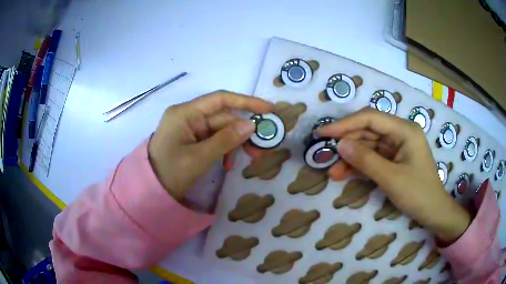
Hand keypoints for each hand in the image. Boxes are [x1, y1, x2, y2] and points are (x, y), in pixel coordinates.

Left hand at [148, 90, 273, 200]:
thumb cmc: (169, 173)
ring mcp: (190, 128)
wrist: (150, 190)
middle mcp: (188, 116)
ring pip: (221, 129)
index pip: (220, 100)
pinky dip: (224, 149)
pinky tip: (228, 164)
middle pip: (223, 117)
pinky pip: (214, 139)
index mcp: (185, 113)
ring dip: (236, 143)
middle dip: (243, 132)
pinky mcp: (192, 139)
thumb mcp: (199, 158)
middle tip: (261, 149)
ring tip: (250, 159)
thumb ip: (226, 140)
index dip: (246, 102)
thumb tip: (252, 124)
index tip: (269, 109)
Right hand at [318, 108, 470, 242]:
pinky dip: (360, 166)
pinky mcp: (394, 159)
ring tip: (333, 172)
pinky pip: (373, 158)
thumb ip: (366, 160)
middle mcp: (400, 133)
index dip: (345, 124)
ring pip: (368, 146)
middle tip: (324, 154)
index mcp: (404, 130)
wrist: (433, 212)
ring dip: (351, 158)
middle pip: (368, 131)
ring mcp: (397, 147)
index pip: (370, 118)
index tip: (323, 133)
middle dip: (347, 143)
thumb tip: (339, 145)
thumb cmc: (418, 194)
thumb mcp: (391, 178)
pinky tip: (345, 174)